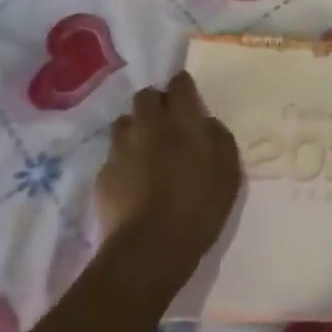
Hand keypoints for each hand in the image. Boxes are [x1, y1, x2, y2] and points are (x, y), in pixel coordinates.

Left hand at [96, 72, 240, 278]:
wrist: (150, 247)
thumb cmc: (200, 206)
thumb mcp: (228, 171)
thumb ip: (219, 138)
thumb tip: (205, 123)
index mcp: (182, 120)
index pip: (179, 84)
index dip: (182, 86)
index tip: (187, 96)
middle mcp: (149, 125)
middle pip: (145, 96)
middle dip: (155, 102)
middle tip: (166, 123)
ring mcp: (122, 148)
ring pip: (124, 122)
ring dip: (135, 128)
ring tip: (145, 149)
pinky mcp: (103, 174)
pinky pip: (113, 155)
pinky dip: (123, 160)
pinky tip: (132, 180)